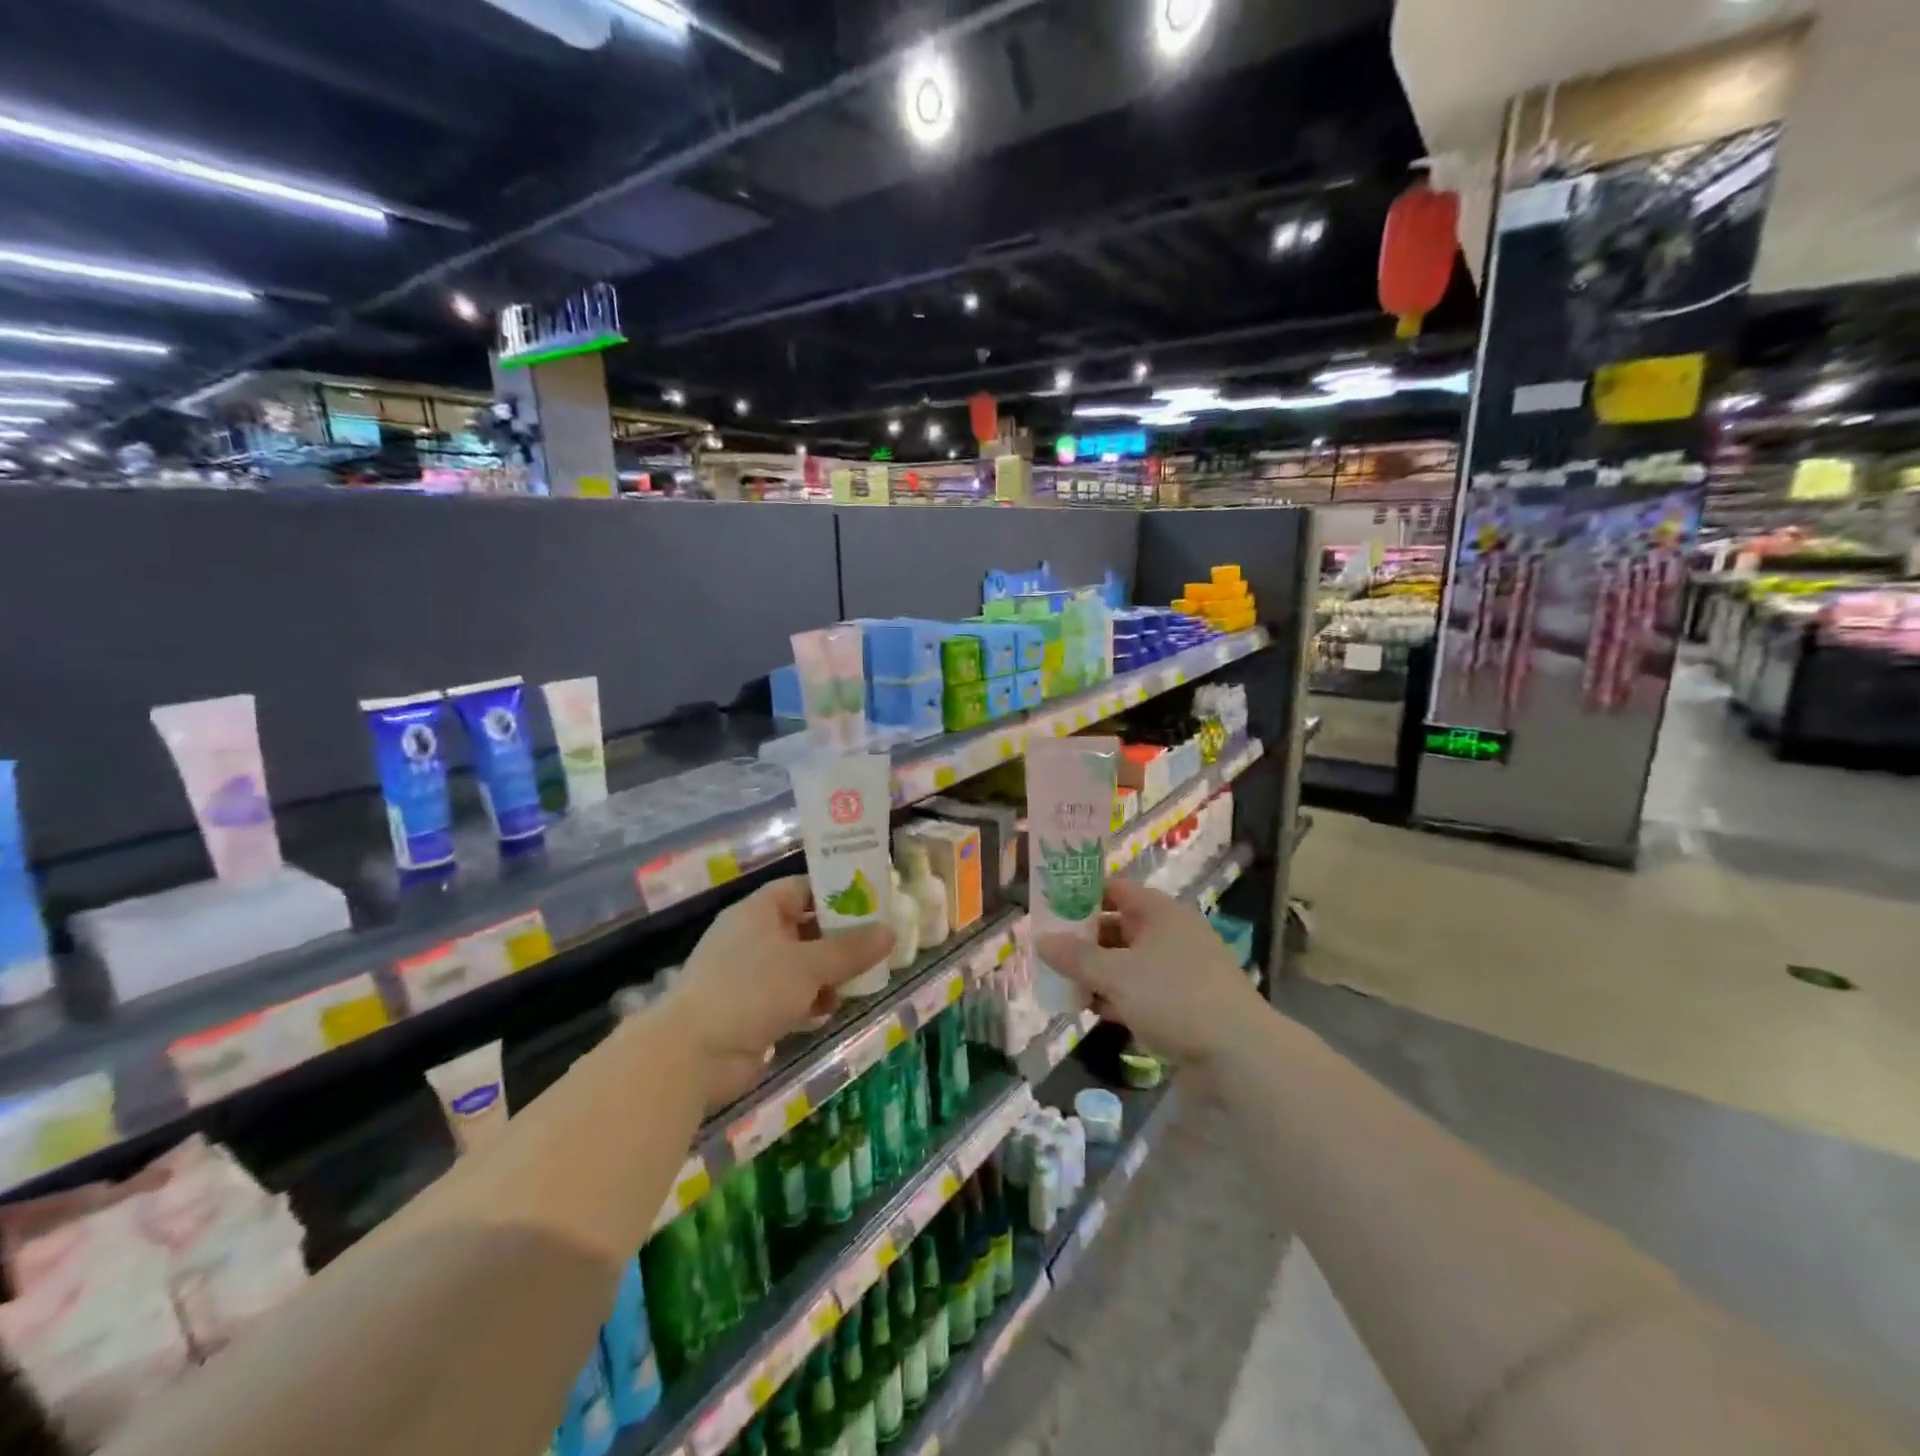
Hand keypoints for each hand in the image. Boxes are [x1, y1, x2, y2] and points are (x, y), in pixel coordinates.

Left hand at [663, 877, 894, 1105]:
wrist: (693, 1054)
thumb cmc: (750, 990)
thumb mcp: (808, 965)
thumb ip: (850, 949)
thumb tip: (890, 932)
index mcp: (758, 912)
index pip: (802, 888)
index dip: (835, 892)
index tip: (870, 901)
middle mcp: (753, 938)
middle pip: (805, 928)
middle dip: (839, 939)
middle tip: (877, 944)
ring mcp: (750, 976)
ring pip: (801, 965)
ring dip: (829, 973)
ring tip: (863, 979)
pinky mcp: (751, 1010)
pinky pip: (791, 996)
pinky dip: (811, 1001)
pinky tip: (832, 1009)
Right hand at [1034, 878, 1266, 1064]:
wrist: (1240, 1054)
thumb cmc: (1174, 998)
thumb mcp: (1116, 975)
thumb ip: (1076, 957)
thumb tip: (1040, 940)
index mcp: (1160, 911)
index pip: (1114, 889)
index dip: (1081, 895)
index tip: (1050, 910)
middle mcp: (1172, 932)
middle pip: (1119, 926)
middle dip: (1085, 941)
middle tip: (1051, 954)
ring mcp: (1182, 968)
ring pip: (1129, 961)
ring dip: (1099, 972)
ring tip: (1067, 987)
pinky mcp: (1187, 1001)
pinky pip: (1143, 989)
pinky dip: (1120, 996)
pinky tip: (1096, 1011)